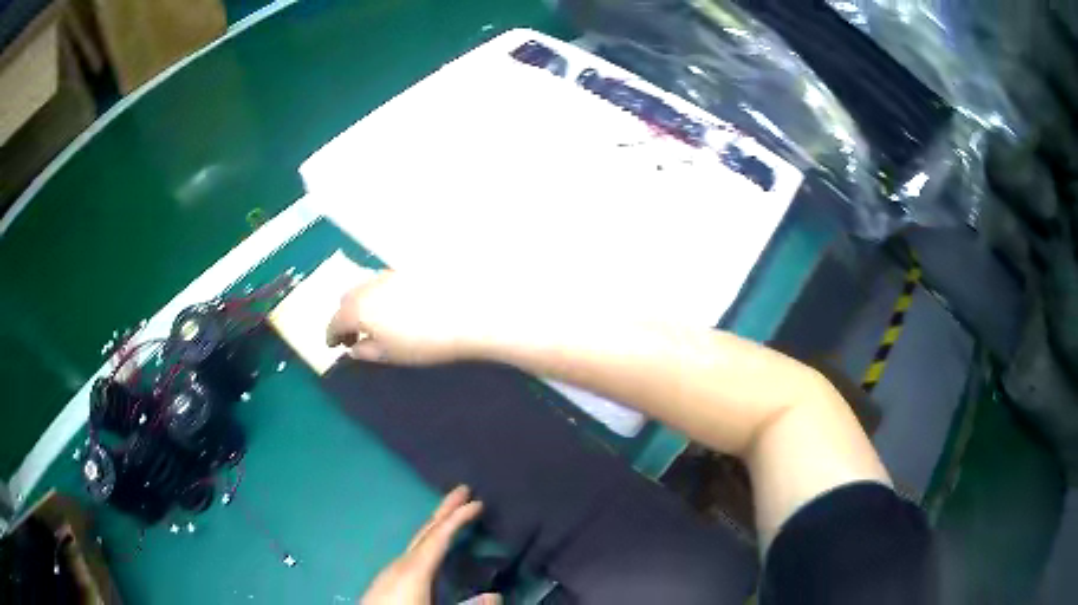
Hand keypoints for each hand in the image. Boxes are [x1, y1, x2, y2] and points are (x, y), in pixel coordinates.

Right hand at [326, 271, 497, 364]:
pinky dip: (379, 294)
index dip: (331, 335)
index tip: (333, 345)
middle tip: (353, 336)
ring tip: (375, 323)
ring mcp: (390, 273)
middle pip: (347, 298)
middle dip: (345, 317)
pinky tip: (395, 308)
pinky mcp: (410, 270)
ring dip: (362, 303)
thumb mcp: (391, 355)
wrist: (469, 314)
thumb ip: (366, 351)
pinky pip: (384, 281)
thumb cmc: (425, 342)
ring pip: (365, 286)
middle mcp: (369, 285)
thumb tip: (354, 347)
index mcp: (358, 308)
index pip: (335, 320)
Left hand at [360, 486, 499, 604]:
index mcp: (414, 569)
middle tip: (462, 489)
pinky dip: (425, 540)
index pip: (439, 536)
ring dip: (435, 526)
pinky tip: (427, 549)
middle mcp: (400, 563)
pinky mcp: (385, 581)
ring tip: (449, 517)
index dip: (458, 517)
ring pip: (416, 541)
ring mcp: (389, 571)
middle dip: (444, 510)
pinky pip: (411, 552)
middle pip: (425, 531)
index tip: (476, 501)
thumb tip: (496, 595)